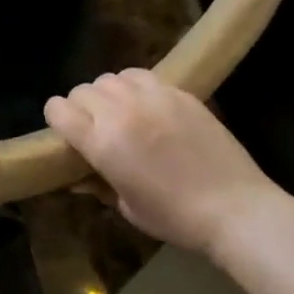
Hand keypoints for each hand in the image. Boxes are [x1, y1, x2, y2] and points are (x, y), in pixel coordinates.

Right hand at [44, 69, 281, 254]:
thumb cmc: (177, 218)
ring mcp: (150, 97)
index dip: (58, 119)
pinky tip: (147, 105)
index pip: (57, 109)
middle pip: (81, 90)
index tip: (68, 133)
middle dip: (82, 107)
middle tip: (97, 127)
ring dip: (108, 94)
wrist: (236, 209)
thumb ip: (98, 184)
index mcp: (101, 143)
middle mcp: (119, 112)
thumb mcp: (128, 208)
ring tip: (123, 112)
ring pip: (110, 78)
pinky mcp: (177, 92)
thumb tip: (77, 177)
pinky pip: (140, 75)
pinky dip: (134, 86)